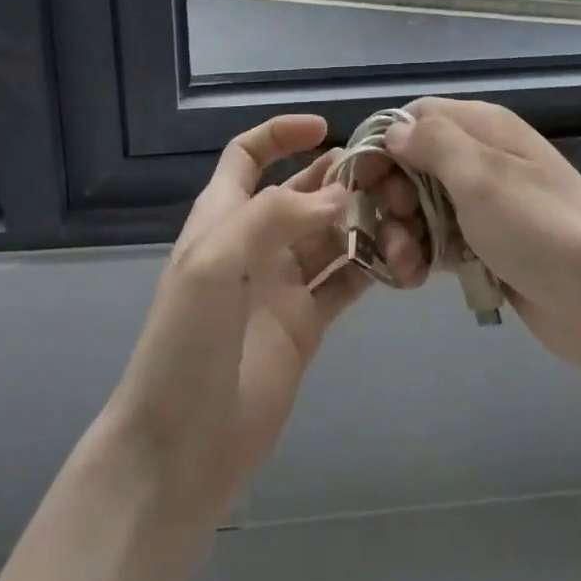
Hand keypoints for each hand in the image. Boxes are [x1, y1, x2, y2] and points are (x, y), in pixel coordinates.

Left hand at [104, 114, 368, 523]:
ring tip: (402, 211)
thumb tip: (339, 197)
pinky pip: (346, 281)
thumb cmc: (185, 343)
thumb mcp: (215, 261)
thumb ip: (275, 215)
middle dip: (339, 177)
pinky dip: (373, 265)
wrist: (178, 450)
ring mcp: (283, 284)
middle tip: (386, 173)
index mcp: (224, 217)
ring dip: (363, 220)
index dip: (281, 135)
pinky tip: (402, 259)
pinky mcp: (307, 324)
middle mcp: (256, 242)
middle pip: (302, 192)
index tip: (325, 129)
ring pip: (330, 234)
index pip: (248, 156)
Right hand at [372, 97, 580, 388]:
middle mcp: (482, 158)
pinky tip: (417, 280)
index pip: (416, 116)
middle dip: (390, 195)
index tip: (361, 181)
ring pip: (421, 205)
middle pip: (412, 162)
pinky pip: (440, 241)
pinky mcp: (488, 247)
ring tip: (406, 266)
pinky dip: (423, 256)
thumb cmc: (543, 230)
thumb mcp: (483, 176)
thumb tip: (394, 128)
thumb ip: (434, 144)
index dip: (383, 143)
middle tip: (393, 228)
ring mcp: (485, 205)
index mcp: (483, 127)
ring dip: (402, 232)